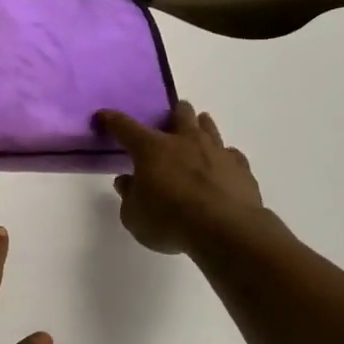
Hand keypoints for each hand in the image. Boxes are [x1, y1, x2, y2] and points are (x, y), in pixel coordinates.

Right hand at [95, 101, 263, 254]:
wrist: (225, 230)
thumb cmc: (170, 221)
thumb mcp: (134, 216)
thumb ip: (129, 195)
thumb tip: (126, 180)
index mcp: (152, 149)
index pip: (125, 127)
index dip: (112, 120)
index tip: (103, 116)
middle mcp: (185, 141)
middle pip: (179, 114)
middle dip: (172, 113)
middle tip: (168, 121)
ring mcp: (216, 151)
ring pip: (208, 127)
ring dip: (200, 126)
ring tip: (197, 129)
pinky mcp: (240, 168)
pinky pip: (230, 154)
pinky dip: (223, 157)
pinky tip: (222, 165)